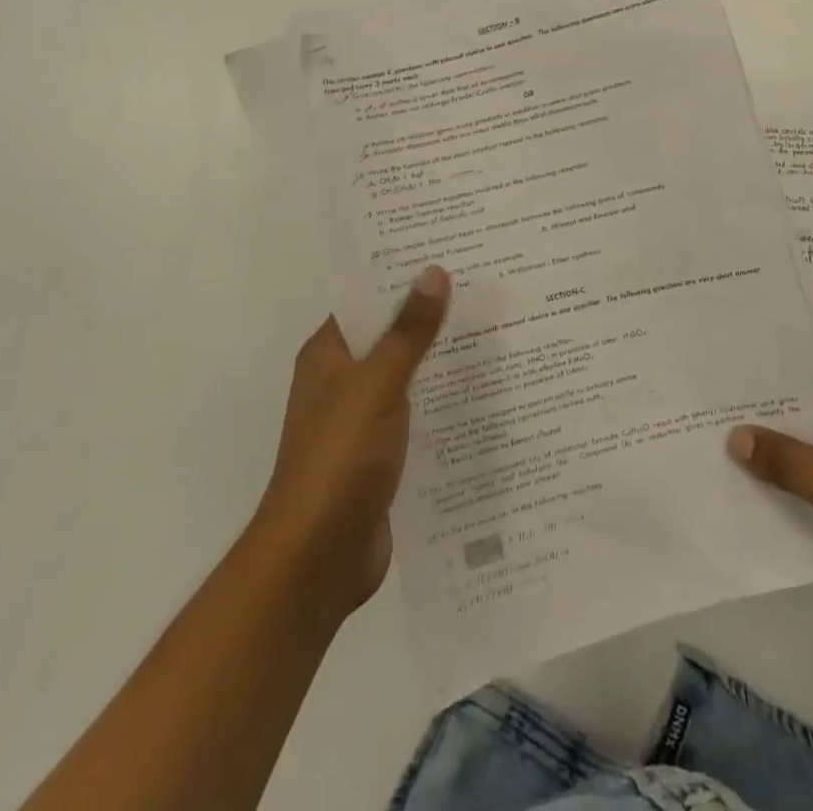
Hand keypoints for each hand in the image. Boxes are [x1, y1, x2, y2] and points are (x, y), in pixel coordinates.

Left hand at [252, 266, 450, 615]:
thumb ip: (408, 332)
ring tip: (494, 331)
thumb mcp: (378, 386)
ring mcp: (360, 420)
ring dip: (439, 360)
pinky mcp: (380, 455)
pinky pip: (415, 415)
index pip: (366, 299)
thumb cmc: (339, 459)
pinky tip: (482, 393)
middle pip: (389, 335)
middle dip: (429, 315)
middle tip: (485, 287)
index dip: (402, 275)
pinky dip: (440, 402)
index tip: (449, 252)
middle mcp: (341, 381)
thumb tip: (434, 271)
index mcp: (328, 355)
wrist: (318, 560)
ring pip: (405, 376)